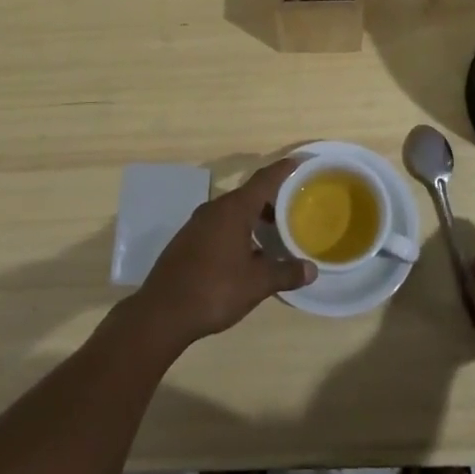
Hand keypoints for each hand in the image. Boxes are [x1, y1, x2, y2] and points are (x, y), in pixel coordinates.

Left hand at [128, 158, 316, 348]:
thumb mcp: (257, 283)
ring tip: (272, 234)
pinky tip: (244, 252)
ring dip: (252, 218)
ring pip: (231, 211)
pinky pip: (218, 225)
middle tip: (292, 208)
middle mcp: (214, 208)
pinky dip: (236, 230)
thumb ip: (286, 272)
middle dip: (270, 200)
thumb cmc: (215, 289)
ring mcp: (197, 223)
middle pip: (247, 195)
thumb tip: (312, 269)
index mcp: (234, 209)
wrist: (162, 311)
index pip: (263, 180)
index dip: (281, 170)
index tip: (296, 162)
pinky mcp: (186, 240)